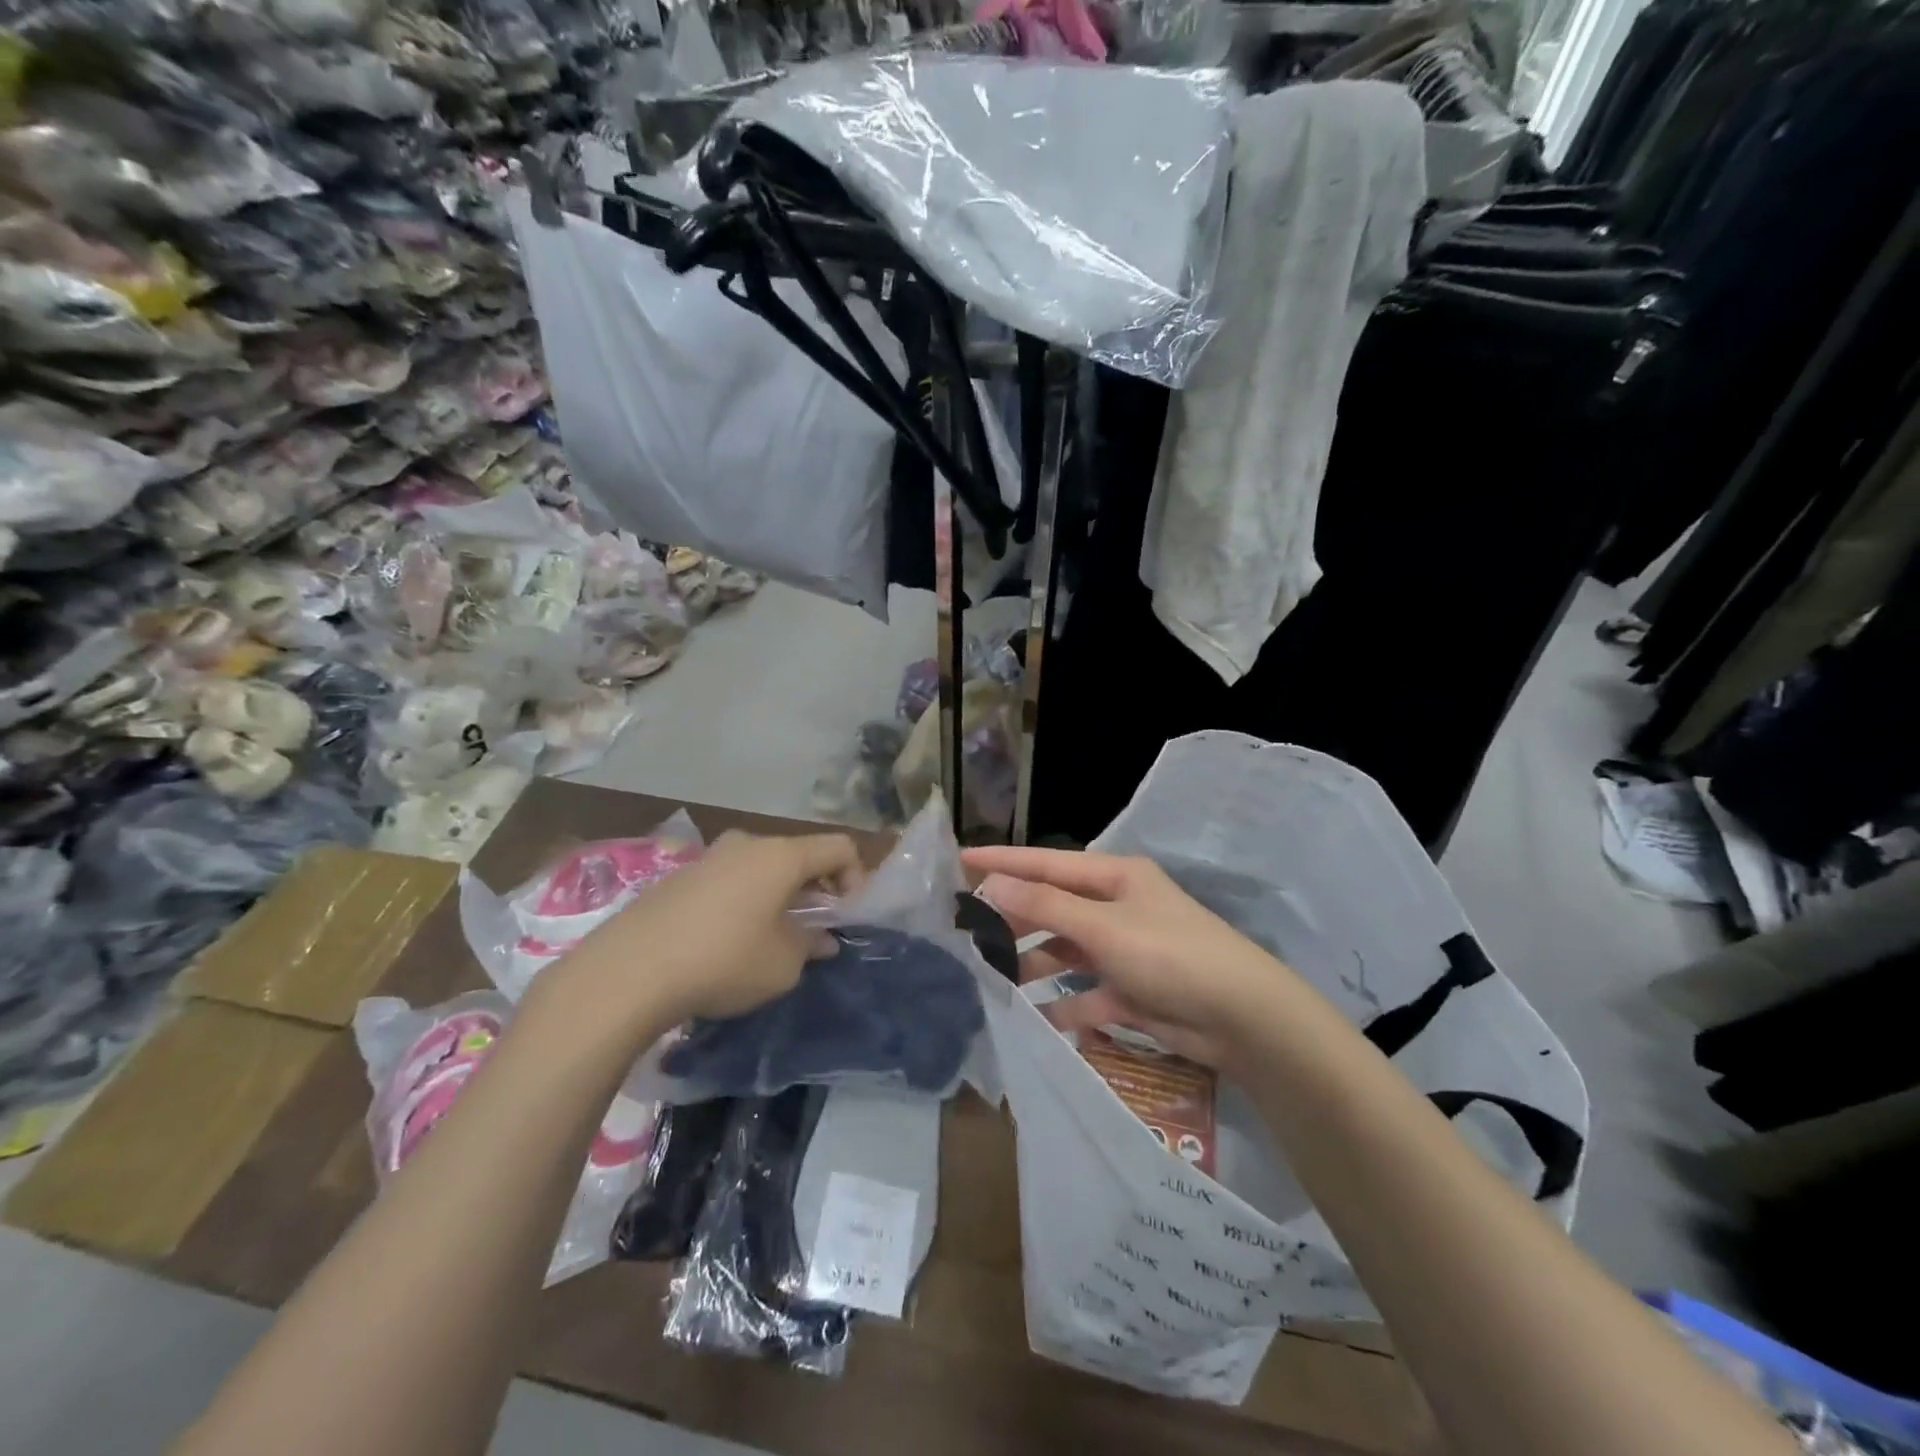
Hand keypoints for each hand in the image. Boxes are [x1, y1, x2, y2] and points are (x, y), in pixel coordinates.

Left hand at [573, 830, 864, 1028]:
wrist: (628, 971)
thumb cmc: (723, 961)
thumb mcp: (783, 965)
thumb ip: (810, 945)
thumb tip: (821, 938)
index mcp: (781, 855)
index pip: (839, 847)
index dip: (855, 878)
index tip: (846, 917)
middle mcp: (748, 844)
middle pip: (799, 855)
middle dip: (816, 889)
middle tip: (813, 930)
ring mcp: (709, 857)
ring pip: (762, 867)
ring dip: (779, 896)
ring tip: (770, 938)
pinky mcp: (679, 877)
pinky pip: (730, 880)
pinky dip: (745, 900)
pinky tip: (729, 940)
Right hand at [963, 846, 1292, 1068]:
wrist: (1242, 1017)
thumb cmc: (1170, 954)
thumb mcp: (1104, 926)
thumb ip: (1045, 905)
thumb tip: (992, 883)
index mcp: (1114, 877)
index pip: (1046, 863)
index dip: (1003, 862)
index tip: (960, 861)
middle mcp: (1116, 907)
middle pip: (1053, 907)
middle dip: (1014, 919)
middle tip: (967, 931)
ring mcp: (1123, 949)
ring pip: (1066, 951)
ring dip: (1035, 964)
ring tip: (995, 979)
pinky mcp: (1131, 990)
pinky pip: (1087, 993)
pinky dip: (1065, 1005)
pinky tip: (1039, 1019)